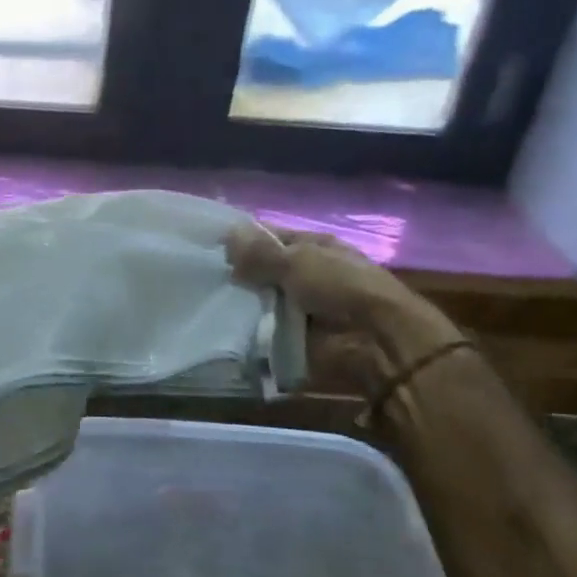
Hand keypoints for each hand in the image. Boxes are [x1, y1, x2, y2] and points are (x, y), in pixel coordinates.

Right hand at [227, 227, 462, 399]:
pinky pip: (263, 328)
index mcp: (313, 247)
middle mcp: (306, 273)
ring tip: (207, 302)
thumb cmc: (341, 287)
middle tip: (203, 278)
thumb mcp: (298, 261)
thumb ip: (260, 252)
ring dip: (240, 303)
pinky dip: (248, 329)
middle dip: (237, 274)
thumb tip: (226, 236)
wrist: (373, 341)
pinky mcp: (293, 336)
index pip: (270, 237)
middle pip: (262, 270)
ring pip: (259, 300)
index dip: (242, 241)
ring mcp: (300, 306)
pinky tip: (223, 326)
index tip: (208, 247)